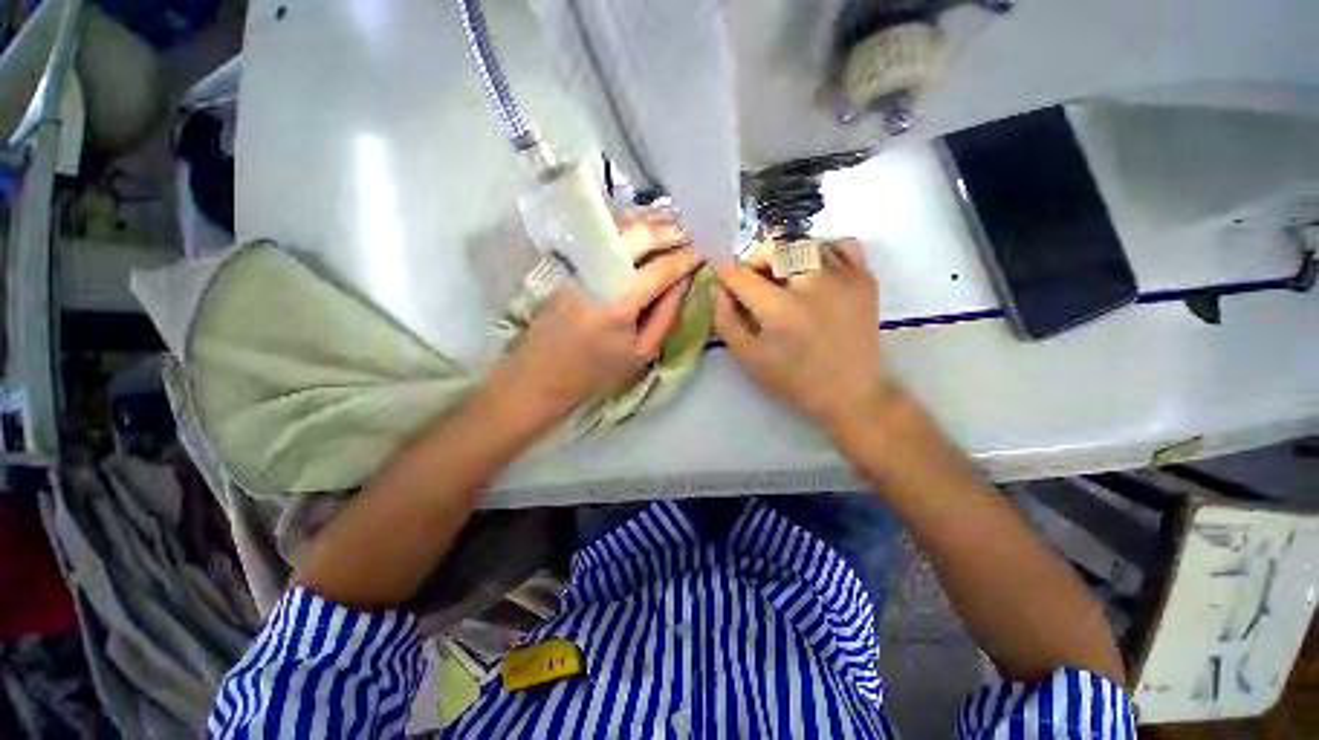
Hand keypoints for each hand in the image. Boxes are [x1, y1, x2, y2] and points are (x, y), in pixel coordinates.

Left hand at [494, 223, 702, 427]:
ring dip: (648, 222)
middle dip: (669, 231)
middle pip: (638, 236)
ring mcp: (580, 265)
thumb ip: (666, 315)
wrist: (542, 374)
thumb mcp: (641, 354)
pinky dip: (626, 227)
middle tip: (691, 233)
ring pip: (617, 228)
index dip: (686, 258)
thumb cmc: (597, 371)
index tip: (705, 252)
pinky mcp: (569, 265)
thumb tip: (684, 282)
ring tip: (672, 223)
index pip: (661, 269)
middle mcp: (599, 274)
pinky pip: (602, 237)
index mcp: (621, 302)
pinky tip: (641, 229)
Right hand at [713, 238, 889, 432]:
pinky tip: (816, 271)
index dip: (726, 273)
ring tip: (785, 278)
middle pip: (775, 248)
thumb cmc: (792, 379)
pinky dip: (824, 250)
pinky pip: (842, 244)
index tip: (723, 277)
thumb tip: (718, 286)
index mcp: (780, 310)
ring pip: (806, 243)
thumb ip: (725, 319)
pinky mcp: (866, 279)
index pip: (741, 275)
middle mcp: (812, 285)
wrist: (849, 393)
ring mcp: (844, 278)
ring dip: (787, 255)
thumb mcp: (747, 357)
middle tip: (755, 280)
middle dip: (756, 260)